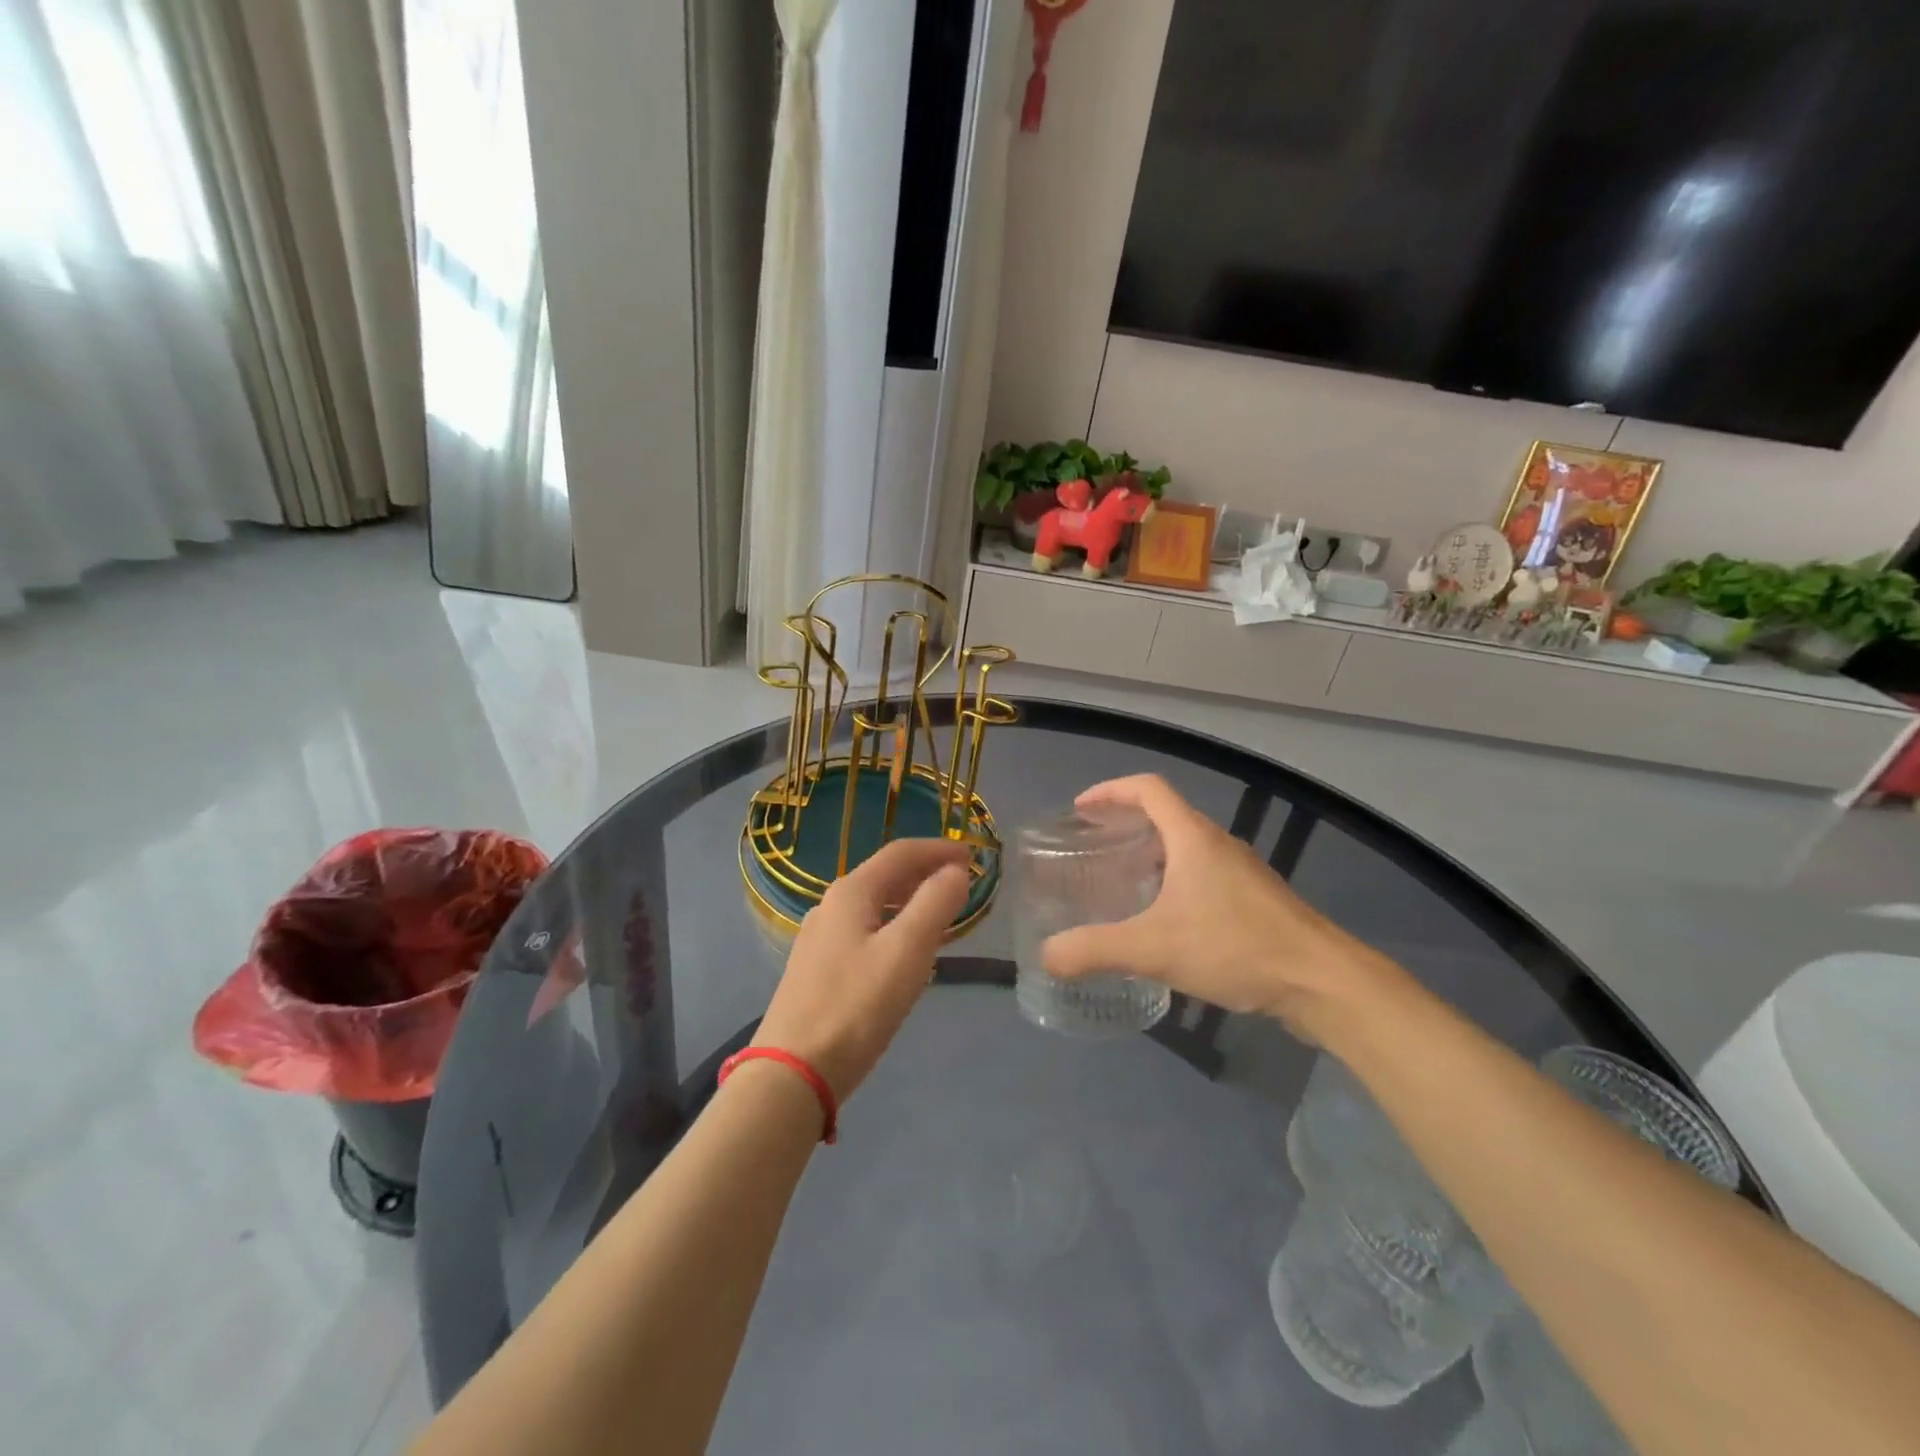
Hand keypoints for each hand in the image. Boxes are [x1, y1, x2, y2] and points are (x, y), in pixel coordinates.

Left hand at [754, 837, 971, 1101]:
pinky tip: (908, 952)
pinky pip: (866, 931)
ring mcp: (820, 938)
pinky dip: (895, 927)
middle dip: (926, 873)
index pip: (901, 852)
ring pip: (875, 905)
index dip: (939, 849)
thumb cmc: (855, 1006)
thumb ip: (935, 904)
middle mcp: (831, 906)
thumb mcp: (906, 952)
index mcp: (851, 893)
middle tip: (964, 883)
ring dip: (912, 901)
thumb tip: (956, 871)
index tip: (974, 856)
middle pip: (886, 875)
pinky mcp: (818, 968)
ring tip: (944, 915)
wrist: (793, 1072)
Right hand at [1040, 775, 1401, 1039]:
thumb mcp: (1155, 948)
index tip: (1080, 809)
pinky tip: (1164, 921)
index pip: (1148, 788)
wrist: (1322, 982)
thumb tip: (1047, 955)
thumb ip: (1096, 950)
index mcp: (1193, 838)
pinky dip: (1173, 880)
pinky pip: (1202, 874)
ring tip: (1120, 883)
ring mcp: (1240, 872)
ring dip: (1150, 854)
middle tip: (1092, 848)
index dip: (1111, 791)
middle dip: (1125, 823)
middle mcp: (1217, 844)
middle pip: (1166, 815)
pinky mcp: (1254, 900)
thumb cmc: (1236, 947)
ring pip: (1185, 847)